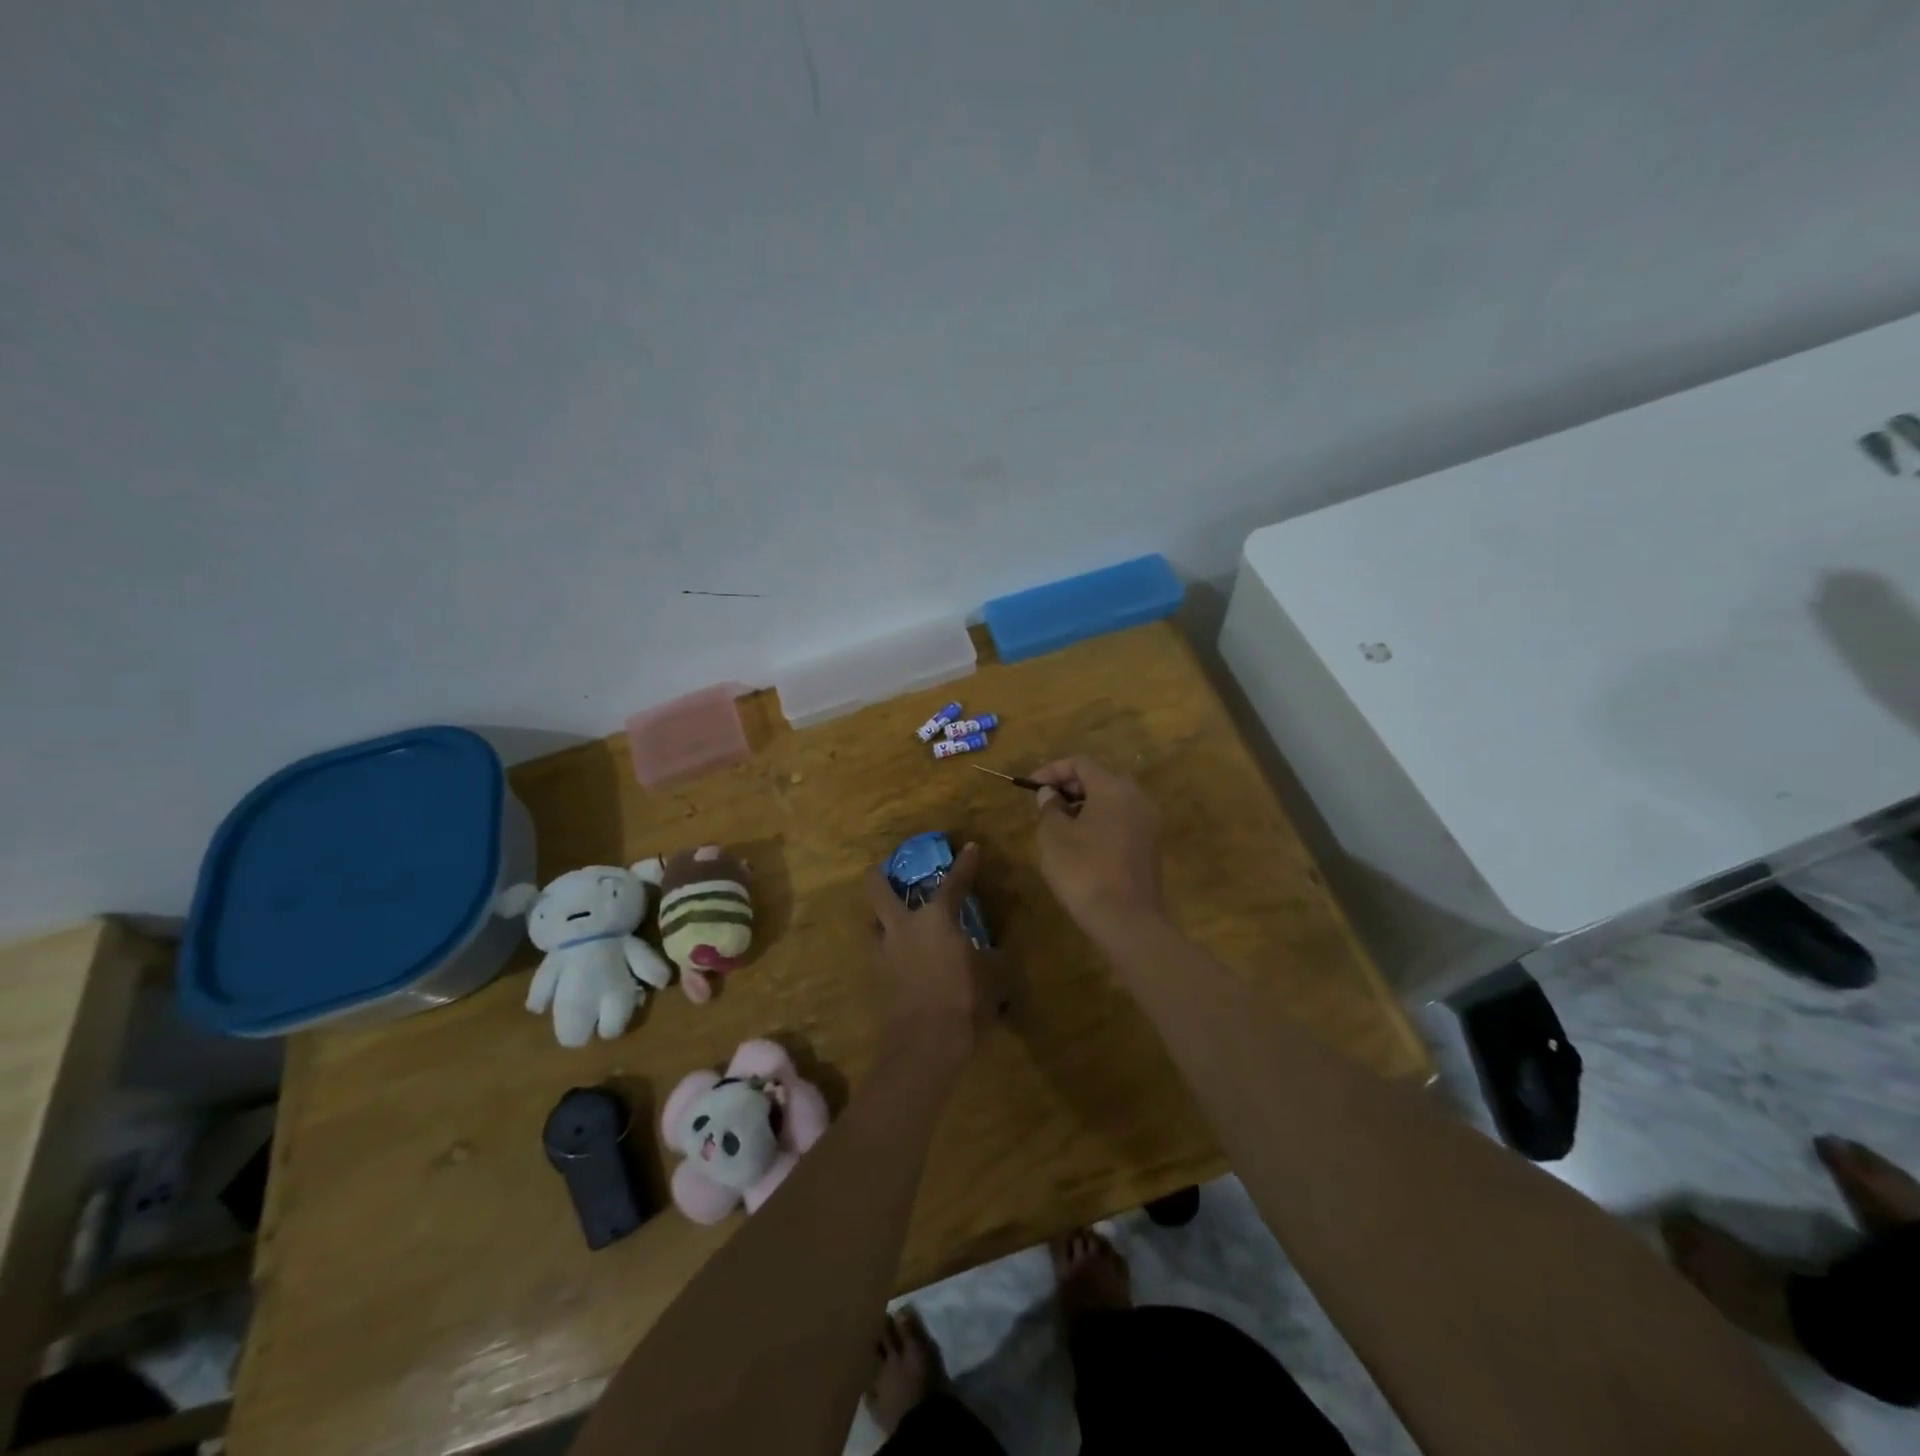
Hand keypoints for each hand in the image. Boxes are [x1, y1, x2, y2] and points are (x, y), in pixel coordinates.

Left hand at [864, 843, 1005, 1069]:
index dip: (965, 863)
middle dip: (879, 875)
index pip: (954, 882)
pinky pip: (880, 952)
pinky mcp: (877, 976)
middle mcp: (904, 926)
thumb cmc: (964, 999)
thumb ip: (992, 958)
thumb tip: (994, 953)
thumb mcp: (993, 976)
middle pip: (878, 889)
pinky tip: (901, 959)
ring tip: (895, 922)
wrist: (925, 1042)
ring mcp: (885, 951)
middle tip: (884, 869)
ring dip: (882, 919)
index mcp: (936, 918)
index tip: (970, 847)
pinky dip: (889, 950)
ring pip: (873, 922)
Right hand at [1030, 757, 1164, 939]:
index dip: (1052, 770)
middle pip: (1100, 779)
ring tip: (1060, 826)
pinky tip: (1082, 845)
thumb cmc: (1084, 870)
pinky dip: (1101, 823)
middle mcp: (1137, 798)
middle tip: (1046, 805)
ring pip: (1112, 801)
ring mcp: (1148, 823)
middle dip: (1070, 787)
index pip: (1080, 763)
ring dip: (1085, 806)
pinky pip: (1122, 821)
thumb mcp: (1054, 836)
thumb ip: (1049, 807)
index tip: (1032, 788)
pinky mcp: (1151, 846)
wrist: (1126, 920)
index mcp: (1113, 788)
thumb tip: (1051, 795)